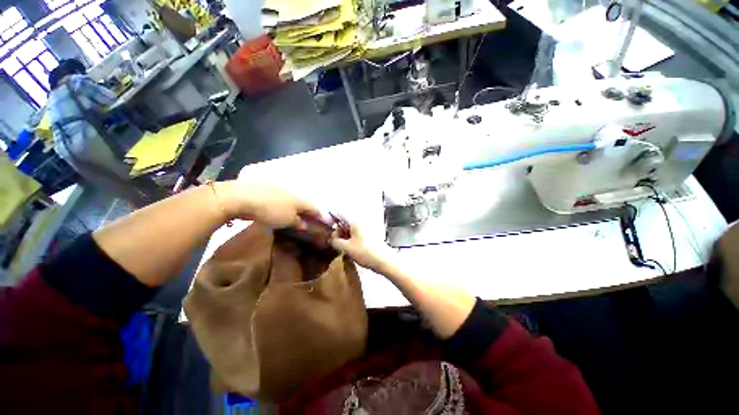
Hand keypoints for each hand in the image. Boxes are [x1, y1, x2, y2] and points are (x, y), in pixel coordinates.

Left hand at [221, 181, 320, 228]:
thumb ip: (298, 222)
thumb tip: (305, 225)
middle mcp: (292, 193)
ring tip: (293, 215)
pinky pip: (280, 199)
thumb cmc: (270, 210)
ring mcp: (279, 189)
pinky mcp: (266, 189)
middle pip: (303, 203)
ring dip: (294, 207)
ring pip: (291, 200)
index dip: (320, 216)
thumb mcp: (287, 220)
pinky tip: (278, 208)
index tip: (324, 222)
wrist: (242, 196)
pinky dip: (282, 204)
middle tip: (308, 219)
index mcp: (300, 199)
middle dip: (307, 211)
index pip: (314, 208)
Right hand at [329, 222, 395, 273]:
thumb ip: (335, 241)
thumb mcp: (346, 248)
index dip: (330, 217)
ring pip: (350, 227)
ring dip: (343, 234)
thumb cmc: (365, 252)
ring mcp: (365, 227)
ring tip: (339, 245)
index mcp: (354, 220)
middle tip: (332, 240)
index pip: (339, 212)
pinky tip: (348, 247)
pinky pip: (356, 232)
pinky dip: (350, 238)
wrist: (384, 260)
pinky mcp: (368, 234)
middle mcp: (360, 221)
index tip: (324, 227)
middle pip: (344, 220)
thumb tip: (330, 237)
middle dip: (337, 229)